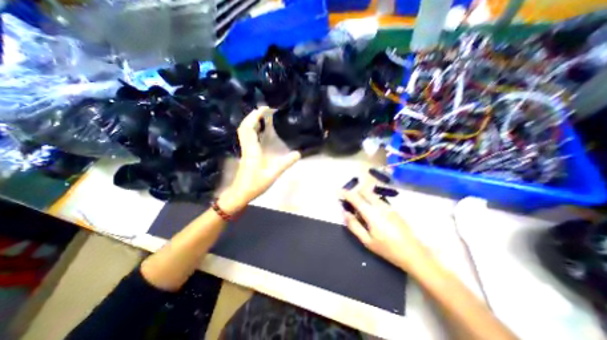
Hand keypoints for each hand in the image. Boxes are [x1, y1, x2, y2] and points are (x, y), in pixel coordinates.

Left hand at [220, 106, 301, 212]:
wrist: (240, 193)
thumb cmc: (255, 184)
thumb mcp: (273, 174)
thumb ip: (285, 163)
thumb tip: (298, 153)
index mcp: (252, 149)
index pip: (249, 128)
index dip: (254, 116)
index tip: (264, 108)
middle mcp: (247, 147)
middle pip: (245, 127)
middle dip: (253, 116)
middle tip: (264, 110)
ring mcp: (245, 150)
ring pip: (244, 131)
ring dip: (251, 122)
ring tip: (262, 117)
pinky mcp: (246, 154)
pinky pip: (247, 137)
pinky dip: (252, 130)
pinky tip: (260, 131)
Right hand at [340, 180, 430, 270]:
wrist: (414, 254)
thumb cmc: (387, 249)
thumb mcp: (367, 241)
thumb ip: (354, 225)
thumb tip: (344, 212)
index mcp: (372, 213)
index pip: (356, 198)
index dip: (346, 194)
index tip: (338, 192)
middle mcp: (380, 206)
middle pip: (364, 192)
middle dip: (355, 193)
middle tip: (349, 201)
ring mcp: (388, 206)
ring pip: (372, 195)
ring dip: (363, 197)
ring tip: (359, 209)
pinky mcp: (393, 209)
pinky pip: (378, 200)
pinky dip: (370, 201)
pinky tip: (371, 213)